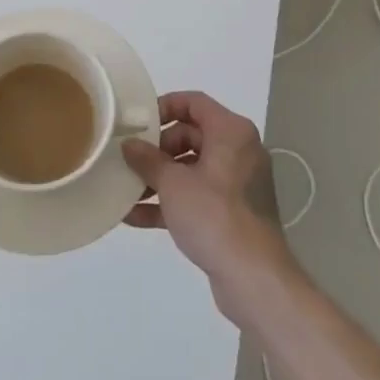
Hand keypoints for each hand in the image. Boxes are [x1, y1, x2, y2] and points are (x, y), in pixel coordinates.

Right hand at [122, 91, 292, 315]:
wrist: (253, 278)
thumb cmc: (214, 216)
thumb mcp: (173, 184)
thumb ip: (147, 159)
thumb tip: (129, 145)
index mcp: (231, 132)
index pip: (194, 102)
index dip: (163, 107)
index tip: (137, 123)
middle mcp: (238, 151)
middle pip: (190, 135)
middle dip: (157, 150)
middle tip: (129, 162)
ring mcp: (236, 183)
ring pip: (191, 168)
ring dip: (158, 179)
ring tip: (125, 191)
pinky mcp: (232, 212)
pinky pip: (196, 196)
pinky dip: (170, 202)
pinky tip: (135, 216)